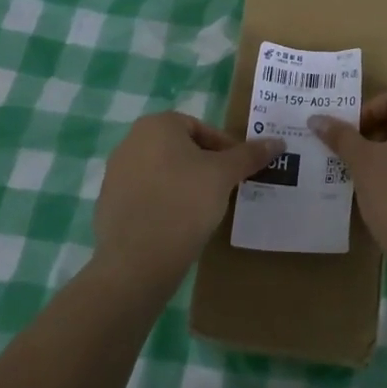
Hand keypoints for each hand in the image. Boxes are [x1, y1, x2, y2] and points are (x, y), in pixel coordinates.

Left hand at [93, 112, 281, 290]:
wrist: (137, 262)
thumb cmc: (184, 203)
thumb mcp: (224, 176)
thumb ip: (249, 155)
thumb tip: (278, 141)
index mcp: (156, 125)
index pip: (201, 128)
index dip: (225, 149)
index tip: (239, 172)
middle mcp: (131, 141)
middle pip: (180, 149)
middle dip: (204, 166)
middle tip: (225, 189)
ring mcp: (115, 173)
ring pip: (163, 173)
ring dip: (185, 185)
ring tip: (205, 210)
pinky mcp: (108, 204)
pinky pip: (146, 197)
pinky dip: (164, 204)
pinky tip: (179, 226)